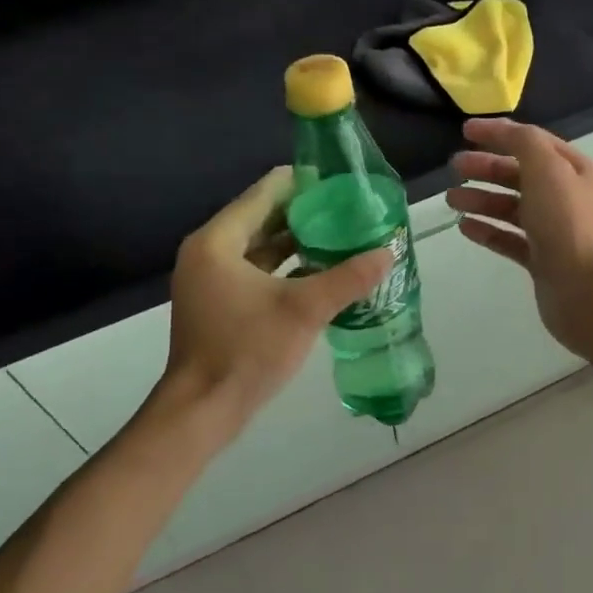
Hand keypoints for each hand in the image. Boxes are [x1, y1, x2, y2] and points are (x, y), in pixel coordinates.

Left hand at [160, 168, 390, 423]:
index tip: (341, 182)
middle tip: (349, 209)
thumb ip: (348, 278)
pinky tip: (321, 270)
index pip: (265, 192)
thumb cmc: (247, 350)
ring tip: (342, 234)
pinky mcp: (219, 302)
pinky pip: (256, 270)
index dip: (304, 182)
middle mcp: (209, 252)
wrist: (203, 410)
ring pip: (260, 245)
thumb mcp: (304, 311)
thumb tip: (389, 252)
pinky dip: (286, 266)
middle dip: (306, 212)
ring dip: (298, 240)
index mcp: (218, 241)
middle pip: (262, 216)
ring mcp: (211, 279)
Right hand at [446, 119, 592, 359]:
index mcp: (577, 171)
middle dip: (487, 169)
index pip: (535, 142)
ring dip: (482, 200)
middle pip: (522, 175)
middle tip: (454, 167)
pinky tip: (464, 227)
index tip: (465, 131)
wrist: (586, 292)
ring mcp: (556, 232)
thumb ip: (523, 143)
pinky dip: (488, 231)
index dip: (500, 133)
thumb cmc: (567, 224)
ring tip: (451, 200)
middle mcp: (569, 198)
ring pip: (513, 208)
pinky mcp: (543, 261)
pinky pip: (511, 239)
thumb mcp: (547, 169)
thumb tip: (503, 131)